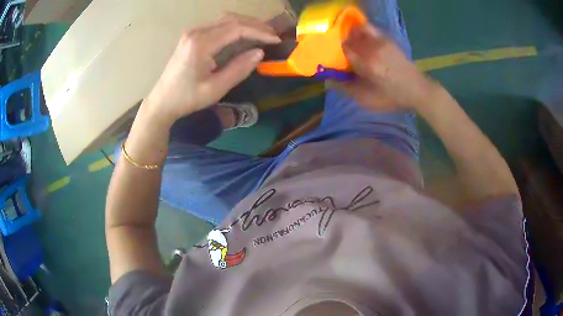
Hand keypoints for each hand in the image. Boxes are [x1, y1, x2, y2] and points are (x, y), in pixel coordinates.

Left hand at [141, 13, 280, 125]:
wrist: (162, 101)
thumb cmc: (187, 98)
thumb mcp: (215, 88)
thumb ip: (239, 69)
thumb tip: (260, 53)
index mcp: (200, 44)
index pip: (236, 29)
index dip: (259, 32)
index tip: (276, 40)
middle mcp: (196, 32)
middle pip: (231, 19)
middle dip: (255, 25)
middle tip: (273, 34)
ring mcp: (193, 32)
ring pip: (225, 19)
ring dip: (246, 23)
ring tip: (263, 33)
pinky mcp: (192, 36)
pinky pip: (218, 25)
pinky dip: (235, 27)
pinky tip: (244, 34)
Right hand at [341, 24, 435, 110]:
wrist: (417, 90)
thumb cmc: (392, 97)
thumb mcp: (368, 99)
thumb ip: (347, 89)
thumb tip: (329, 81)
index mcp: (366, 63)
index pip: (343, 49)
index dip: (337, 54)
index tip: (337, 61)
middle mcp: (372, 48)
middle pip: (349, 38)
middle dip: (344, 45)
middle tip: (344, 55)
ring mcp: (381, 42)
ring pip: (358, 31)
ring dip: (352, 37)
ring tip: (354, 47)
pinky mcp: (388, 40)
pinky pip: (370, 30)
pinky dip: (363, 32)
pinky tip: (364, 41)